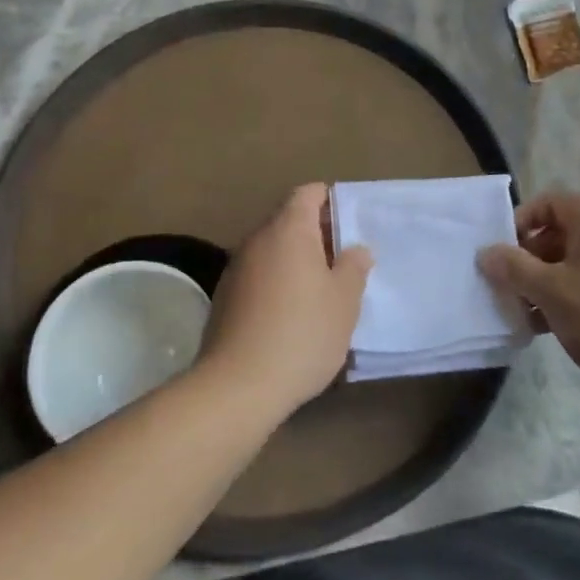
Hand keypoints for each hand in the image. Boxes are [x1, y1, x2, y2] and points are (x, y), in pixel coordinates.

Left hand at [198, 184, 372, 418]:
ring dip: (295, 261)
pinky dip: (276, 282)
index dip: (330, 201)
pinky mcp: (224, 297)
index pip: (308, 193)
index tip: (350, 224)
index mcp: (288, 229)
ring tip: (321, 290)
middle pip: (288, 220)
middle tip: (343, 261)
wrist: (238, 386)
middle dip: (316, 234)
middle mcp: (257, 239)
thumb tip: (355, 249)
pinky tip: (291, 314)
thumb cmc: (302, 333)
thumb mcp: (344, 301)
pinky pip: (258, 275)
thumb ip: (353, 267)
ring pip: (272, 250)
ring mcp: (236, 268)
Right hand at [477, 191, 579, 404]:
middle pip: (557, 234)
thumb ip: (513, 268)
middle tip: (505, 286)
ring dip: (540, 284)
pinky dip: (562, 300)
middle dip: (526, 259)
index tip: (501, 250)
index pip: (550, 202)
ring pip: (569, 264)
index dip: (521, 220)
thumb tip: (485, 252)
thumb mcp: (550, 290)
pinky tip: (542, 328)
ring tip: (520, 313)